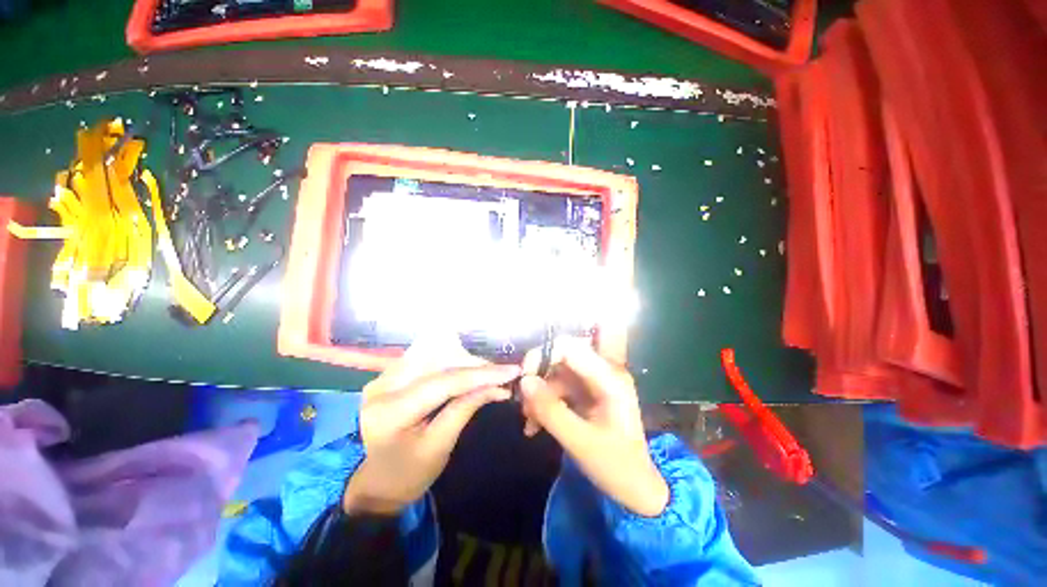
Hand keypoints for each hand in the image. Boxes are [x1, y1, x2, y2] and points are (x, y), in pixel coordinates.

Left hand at [343, 334, 519, 514]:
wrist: (377, 482)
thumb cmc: (409, 474)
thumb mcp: (440, 446)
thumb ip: (465, 409)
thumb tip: (498, 386)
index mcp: (390, 412)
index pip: (443, 382)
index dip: (480, 374)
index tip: (511, 371)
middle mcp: (381, 386)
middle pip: (437, 359)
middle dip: (473, 364)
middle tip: (499, 374)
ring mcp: (383, 376)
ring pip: (433, 351)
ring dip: (463, 359)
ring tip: (485, 372)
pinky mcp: (389, 374)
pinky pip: (426, 356)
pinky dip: (450, 361)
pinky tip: (465, 370)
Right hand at [519, 337, 668, 516]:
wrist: (635, 489)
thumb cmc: (616, 467)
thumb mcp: (580, 442)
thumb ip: (550, 410)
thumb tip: (524, 381)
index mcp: (609, 378)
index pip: (571, 348)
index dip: (544, 355)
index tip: (524, 378)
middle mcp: (602, 373)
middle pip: (561, 358)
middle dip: (539, 377)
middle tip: (523, 402)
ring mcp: (594, 384)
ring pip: (556, 374)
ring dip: (539, 395)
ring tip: (528, 421)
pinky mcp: (586, 395)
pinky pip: (558, 389)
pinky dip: (544, 404)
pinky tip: (534, 426)